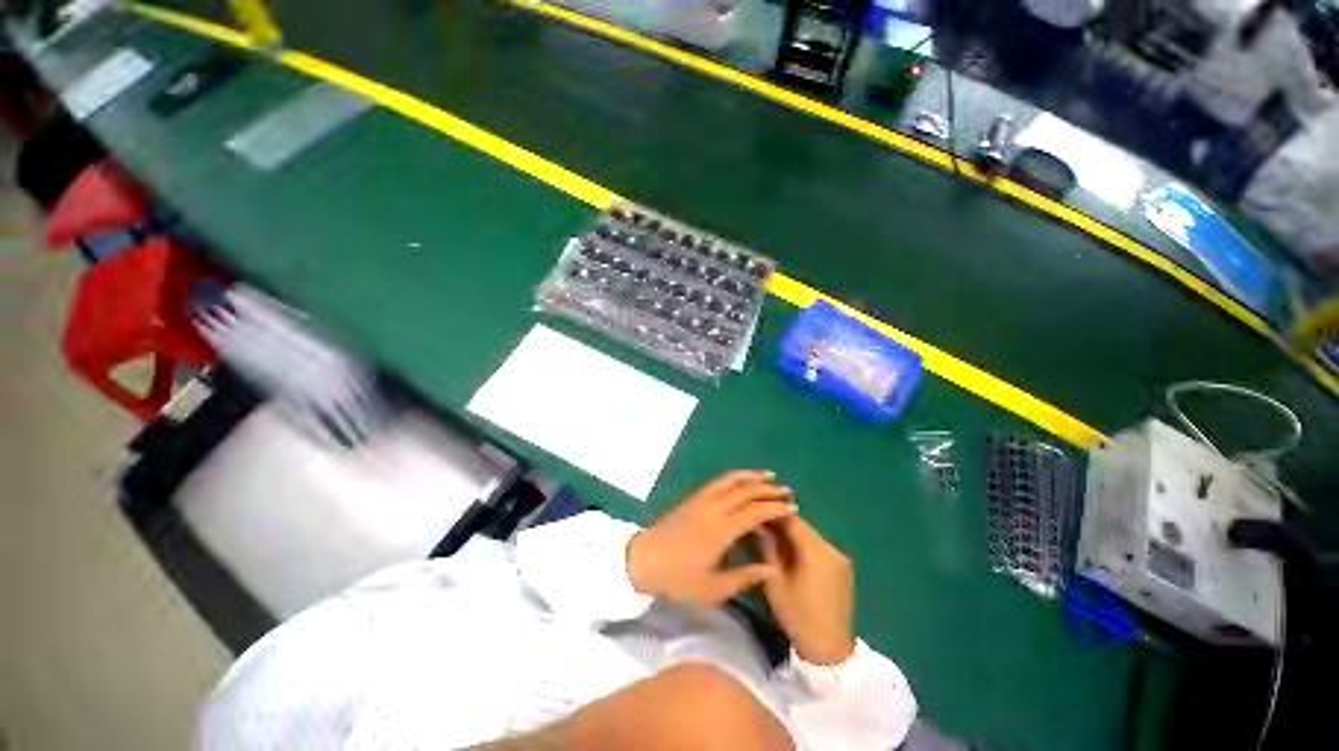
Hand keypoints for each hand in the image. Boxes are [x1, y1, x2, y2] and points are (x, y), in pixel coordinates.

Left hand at [628, 471, 796, 608]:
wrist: (641, 560)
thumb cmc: (677, 579)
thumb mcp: (711, 589)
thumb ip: (744, 577)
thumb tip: (770, 569)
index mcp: (721, 530)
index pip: (755, 512)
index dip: (775, 508)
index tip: (792, 508)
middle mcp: (713, 509)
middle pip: (745, 492)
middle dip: (768, 490)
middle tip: (787, 491)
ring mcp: (701, 500)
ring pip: (730, 481)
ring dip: (751, 476)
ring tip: (767, 475)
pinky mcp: (692, 498)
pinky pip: (717, 482)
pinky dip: (733, 477)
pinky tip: (740, 480)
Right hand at [757, 516, 856, 664]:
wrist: (830, 650)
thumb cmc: (798, 616)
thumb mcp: (774, 581)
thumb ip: (767, 547)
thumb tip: (758, 523)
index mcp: (815, 552)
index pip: (792, 520)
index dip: (773, 512)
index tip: (757, 509)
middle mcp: (831, 549)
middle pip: (803, 526)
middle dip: (782, 522)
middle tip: (762, 523)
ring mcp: (840, 558)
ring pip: (811, 535)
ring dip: (793, 533)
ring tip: (772, 536)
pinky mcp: (843, 568)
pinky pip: (819, 547)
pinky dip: (804, 544)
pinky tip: (791, 552)